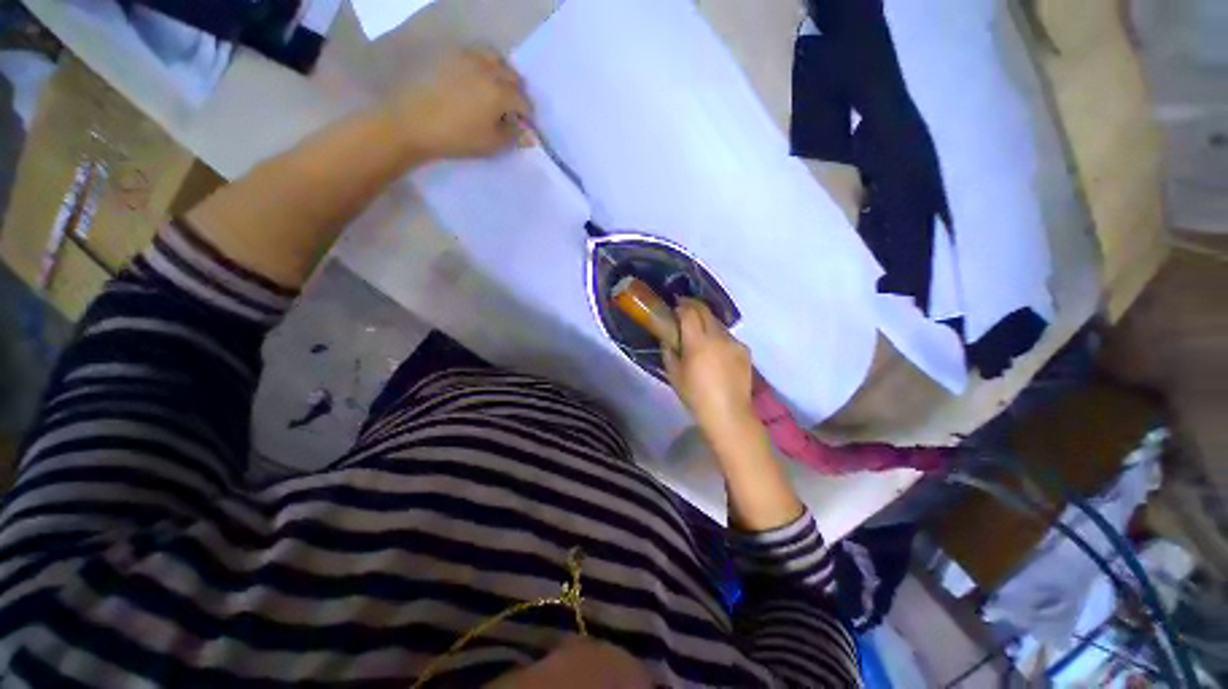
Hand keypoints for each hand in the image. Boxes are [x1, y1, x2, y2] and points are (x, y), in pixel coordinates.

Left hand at [386, 49, 532, 160]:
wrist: (414, 123)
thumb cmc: (457, 137)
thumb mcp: (491, 144)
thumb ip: (513, 136)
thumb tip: (529, 135)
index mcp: (499, 92)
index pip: (523, 101)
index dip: (527, 116)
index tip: (524, 127)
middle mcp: (487, 70)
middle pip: (512, 76)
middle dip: (516, 92)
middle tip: (511, 110)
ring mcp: (467, 59)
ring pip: (494, 59)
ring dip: (501, 74)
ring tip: (496, 90)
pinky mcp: (450, 57)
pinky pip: (474, 55)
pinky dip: (483, 65)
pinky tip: (476, 81)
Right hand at [663, 300, 756, 436]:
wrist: (728, 413)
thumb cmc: (696, 396)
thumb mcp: (674, 374)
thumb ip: (669, 351)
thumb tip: (669, 338)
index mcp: (698, 342)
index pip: (689, 312)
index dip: (681, 306)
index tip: (675, 307)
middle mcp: (718, 336)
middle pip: (705, 312)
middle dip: (694, 307)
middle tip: (685, 312)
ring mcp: (734, 342)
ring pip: (718, 324)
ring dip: (707, 323)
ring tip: (701, 335)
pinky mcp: (745, 351)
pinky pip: (729, 338)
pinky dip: (720, 338)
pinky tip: (716, 352)